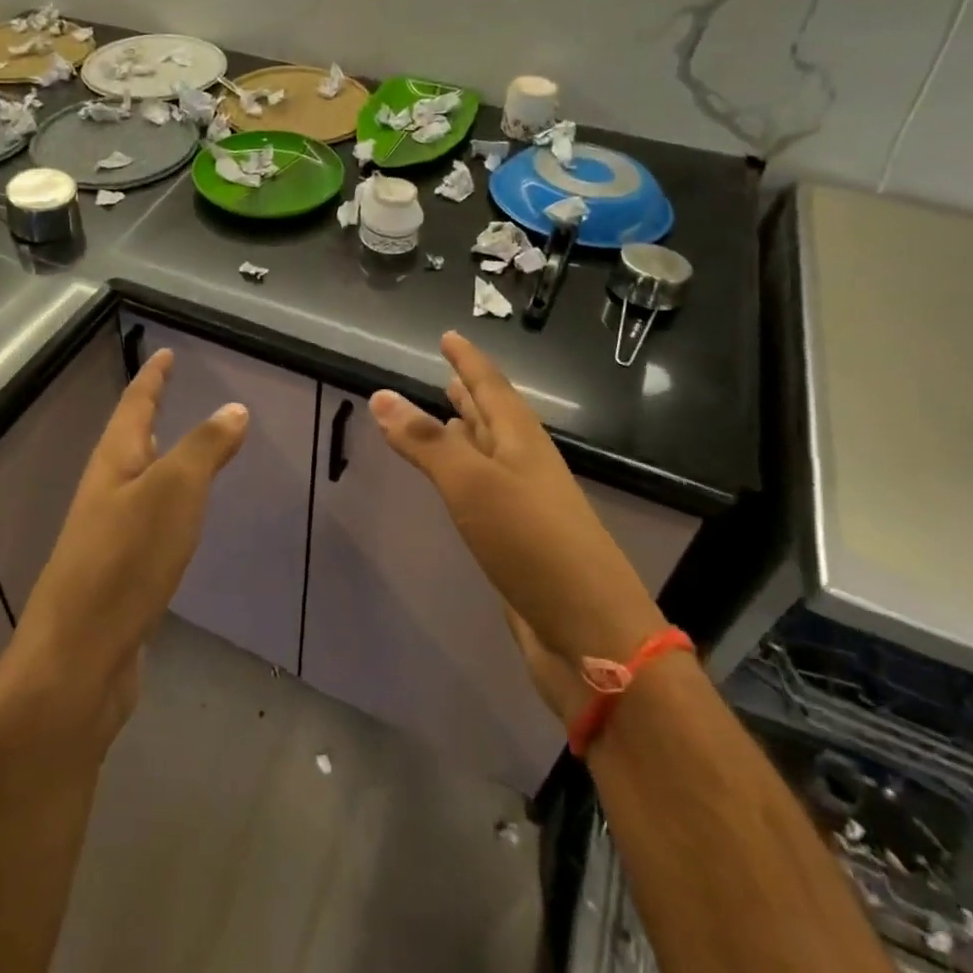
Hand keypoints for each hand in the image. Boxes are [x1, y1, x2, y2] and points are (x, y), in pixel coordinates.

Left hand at [12, 348, 247, 734]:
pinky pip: (146, 523)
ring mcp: (107, 536)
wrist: (78, 660)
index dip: (152, 377)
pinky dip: (166, 508)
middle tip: (172, 394)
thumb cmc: (126, 561)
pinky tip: (179, 523)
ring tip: (181, 451)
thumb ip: (204, 448)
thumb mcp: (174, 492)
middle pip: (129, 440)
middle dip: (150, 414)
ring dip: (159, 461)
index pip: (135, 404)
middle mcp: (105, 492)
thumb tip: (233, 407)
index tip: (165, 353)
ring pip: (137, 483)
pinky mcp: (117, 576)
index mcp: (113, 463)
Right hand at [368, 332, 664, 719]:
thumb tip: (381, 395)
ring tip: (447, 416)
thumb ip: (427, 441)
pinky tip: (456, 485)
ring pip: (490, 455)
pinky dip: (465, 476)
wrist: (590, 636)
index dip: (469, 360)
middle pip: (495, 418)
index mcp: (522, 443)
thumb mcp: (473, 484)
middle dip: (471, 393)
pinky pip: (485, 492)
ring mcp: (525, 506)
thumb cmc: (533, 545)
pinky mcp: (517, 543)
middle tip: (447, 372)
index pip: (492, 387)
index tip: (449, 336)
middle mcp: (526, 466)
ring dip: (469, 433)